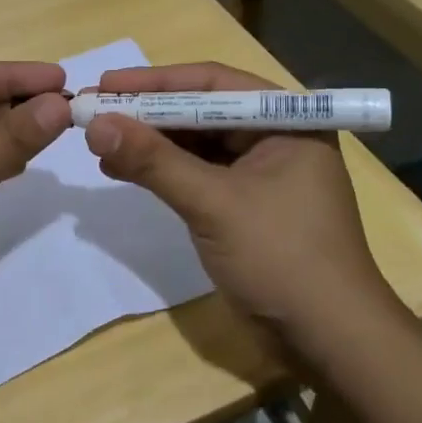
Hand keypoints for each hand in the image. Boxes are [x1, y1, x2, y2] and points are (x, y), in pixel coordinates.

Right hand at [82, 63, 395, 335]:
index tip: (105, 85)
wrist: (328, 340)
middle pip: (200, 112)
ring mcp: (259, 174)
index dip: (155, 82)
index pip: (212, 84)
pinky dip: (160, 171)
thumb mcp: (213, 203)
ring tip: (98, 143)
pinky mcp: (243, 205)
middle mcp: (274, 137)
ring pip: (194, 144)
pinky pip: (195, 174)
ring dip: (148, 143)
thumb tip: (95, 125)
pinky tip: (121, 170)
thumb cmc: (281, 257)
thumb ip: (153, 161)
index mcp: (286, 121)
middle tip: (93, 111)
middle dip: (146, 113)